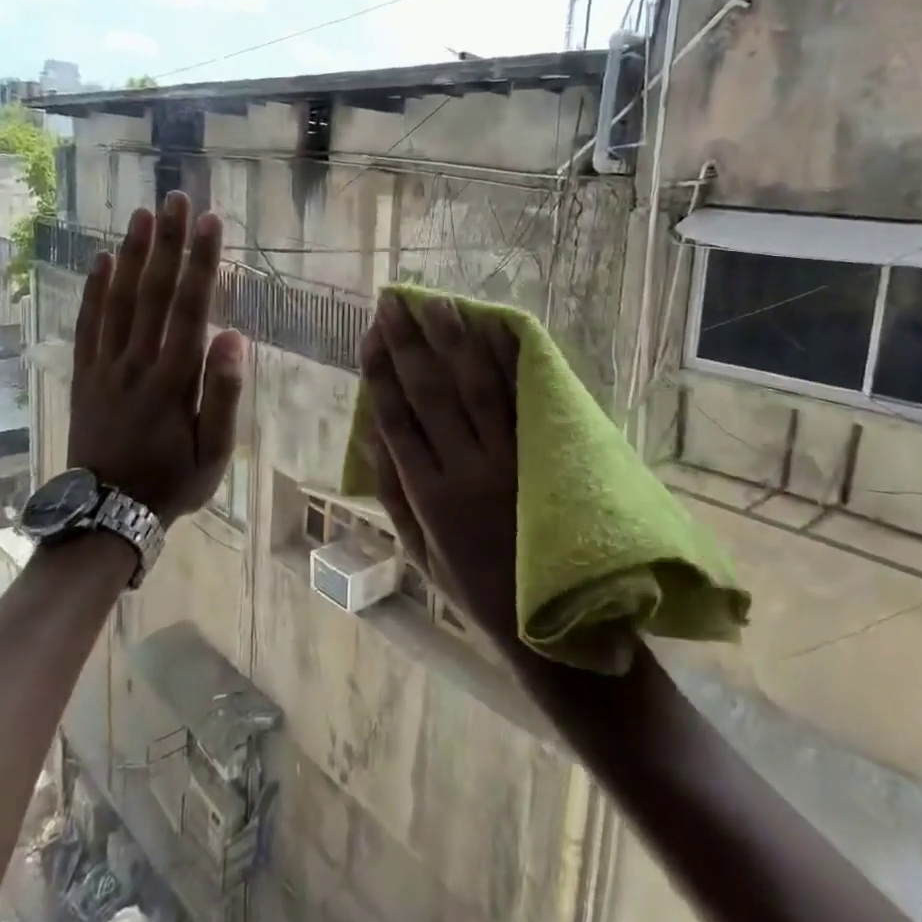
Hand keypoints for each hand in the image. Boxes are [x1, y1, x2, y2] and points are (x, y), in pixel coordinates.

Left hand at [69, 193, 244, 524]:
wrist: (105, 515)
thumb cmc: (171, 482)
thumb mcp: (213, 453)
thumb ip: (225, 395)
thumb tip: (235, 338)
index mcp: (174, 379)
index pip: (190, 307)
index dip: (201, 261)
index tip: (211, 221)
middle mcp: (137, 362)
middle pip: (153, 292)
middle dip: (168, 242)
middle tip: (176, 198)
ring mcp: (105, 366)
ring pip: (118, 300)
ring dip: (131, 254)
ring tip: (142, 214)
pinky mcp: (84, 374)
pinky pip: (87, 324)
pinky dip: (93, 289)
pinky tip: (101, 260)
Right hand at [359, 294, 519, 647]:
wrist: (551, 619)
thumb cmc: (470, 584)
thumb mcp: (417, 549)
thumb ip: (391, 490)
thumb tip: (370, 429)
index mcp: (429, 494)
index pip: (397, 417)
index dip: (381, 371)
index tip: (370, 333)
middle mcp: (466, 468)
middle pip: (432, 393)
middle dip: (411, 343)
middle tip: (396, 302)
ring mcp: (509, 460)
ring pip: (478, 389)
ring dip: (457, 342)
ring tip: (440, 303)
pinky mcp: (542, 458)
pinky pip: (523, 404)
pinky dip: (509, 365)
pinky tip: (495, 331)